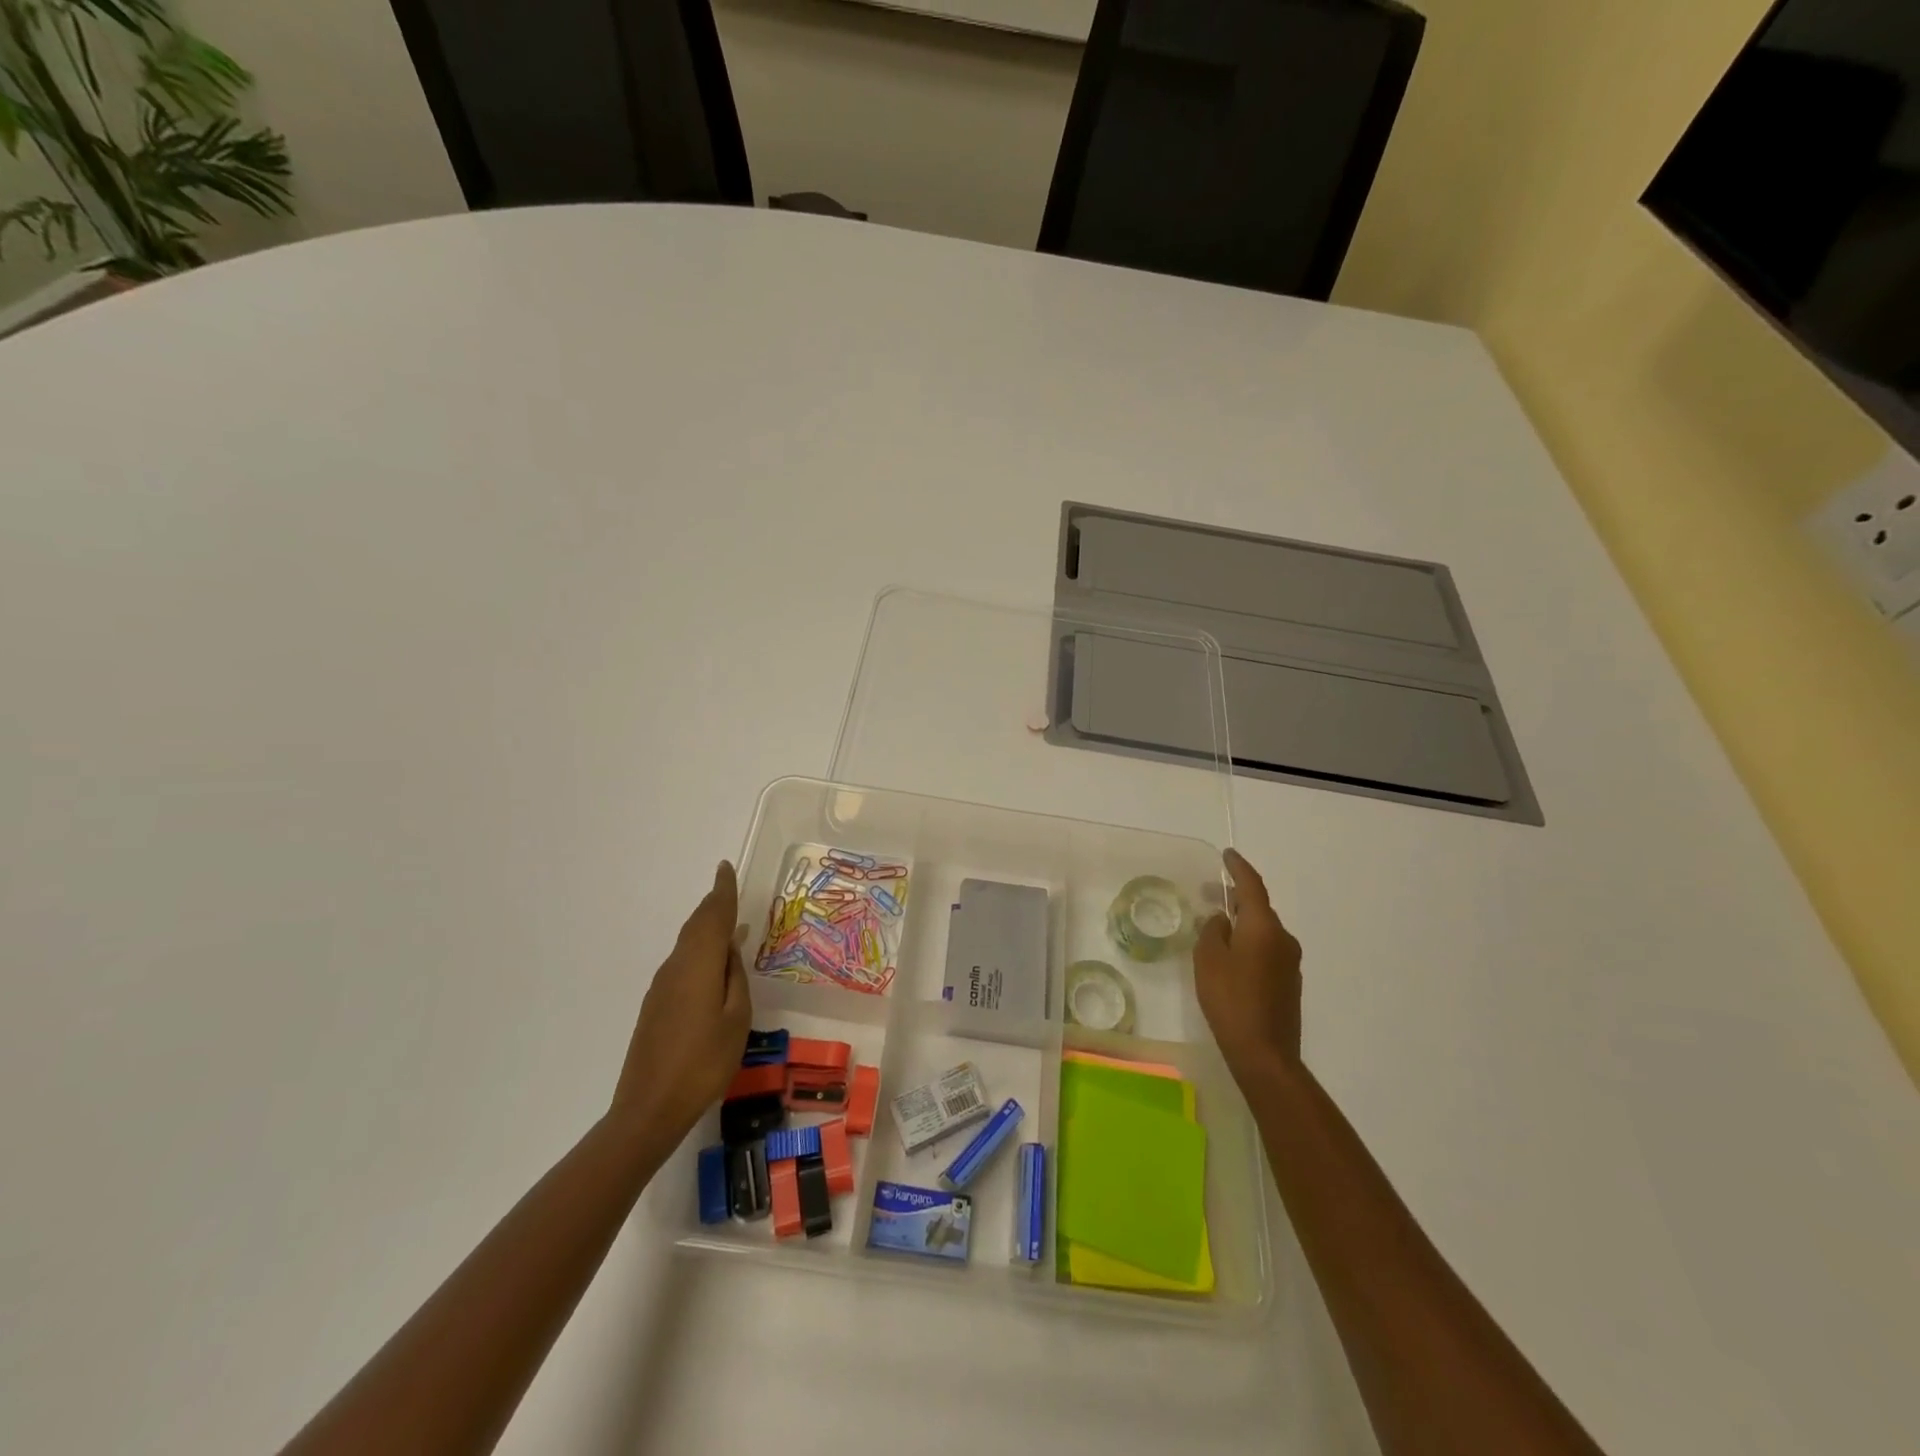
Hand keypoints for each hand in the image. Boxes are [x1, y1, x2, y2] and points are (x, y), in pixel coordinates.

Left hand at [610, 861, 752, 1140]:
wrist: (649, 1109)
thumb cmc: (704, 1063)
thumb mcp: (736, 1019)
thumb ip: (735, 979)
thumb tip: (730, 949)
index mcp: (698, 966)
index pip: (713, 917)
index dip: (722, 892)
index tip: (725, 868)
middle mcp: (676, 968)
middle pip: (696, 926)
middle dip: (713, 906)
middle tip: (728, 890)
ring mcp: (662, 988)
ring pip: (687, 945)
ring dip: (706, 928)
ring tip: (727, 924)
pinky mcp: (655, 1006)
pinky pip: (682, 963)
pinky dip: (698, 951)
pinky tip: (712, 965)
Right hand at [1195, 848, 1303, 1081]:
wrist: (1265, 1053)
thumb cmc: (1231, 1000)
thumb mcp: (1209, 960)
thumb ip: (1213, 931)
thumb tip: (1223, 920)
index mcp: (1264, 927)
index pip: (1252, 886)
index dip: (1238, 868)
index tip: (1227, 854)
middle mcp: (1283, 938)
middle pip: (1259, 908)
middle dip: (1236, 898)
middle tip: (1210, 892)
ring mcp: (1290, 962)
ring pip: (1263, 931)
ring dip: (1242, 924)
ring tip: (1216, 928)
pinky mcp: (1289, 982)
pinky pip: (1267, 950)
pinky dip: (1249, 943)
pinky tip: (1231, 958)